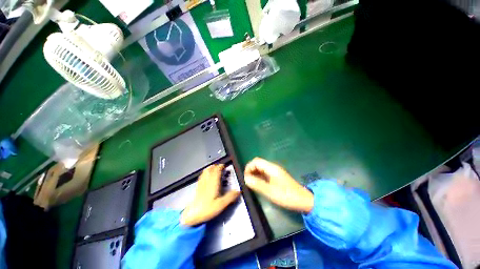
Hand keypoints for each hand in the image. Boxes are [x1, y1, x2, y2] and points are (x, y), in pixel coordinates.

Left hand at [180, 164, 240, 225]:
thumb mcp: (221, 204)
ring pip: (206, 171)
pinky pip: (202, 175)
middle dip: (216, 166)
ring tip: (214, 168)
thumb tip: (239, 191)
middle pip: (211, 169)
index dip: (220, 167)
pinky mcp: (198, 186)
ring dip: (210, 168)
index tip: (224, 165)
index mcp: (213, 183)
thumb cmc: (207, 209)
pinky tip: (206, 175)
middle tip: (220, 166)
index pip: (217, 170)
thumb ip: (230, 197)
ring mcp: (201, 183)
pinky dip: (205, 172)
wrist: (192, 214)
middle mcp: (207, 181)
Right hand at [244, 158, 313, 212]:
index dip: (249, 167)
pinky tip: (258, 184)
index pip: (256, 161)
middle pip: (258, 163)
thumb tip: (245, 178)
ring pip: (261, 168)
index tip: (245, 177)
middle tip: (247, 180)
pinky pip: (265, 173)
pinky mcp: (276, 176)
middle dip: (251, 170)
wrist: (303, 200)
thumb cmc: (287, 195)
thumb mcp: (270, 191)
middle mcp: (272, 167)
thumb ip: (257, 184)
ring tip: (251, 183)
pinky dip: (259, 176)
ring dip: (254, 173)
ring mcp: (275, 171)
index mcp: (271, 168)